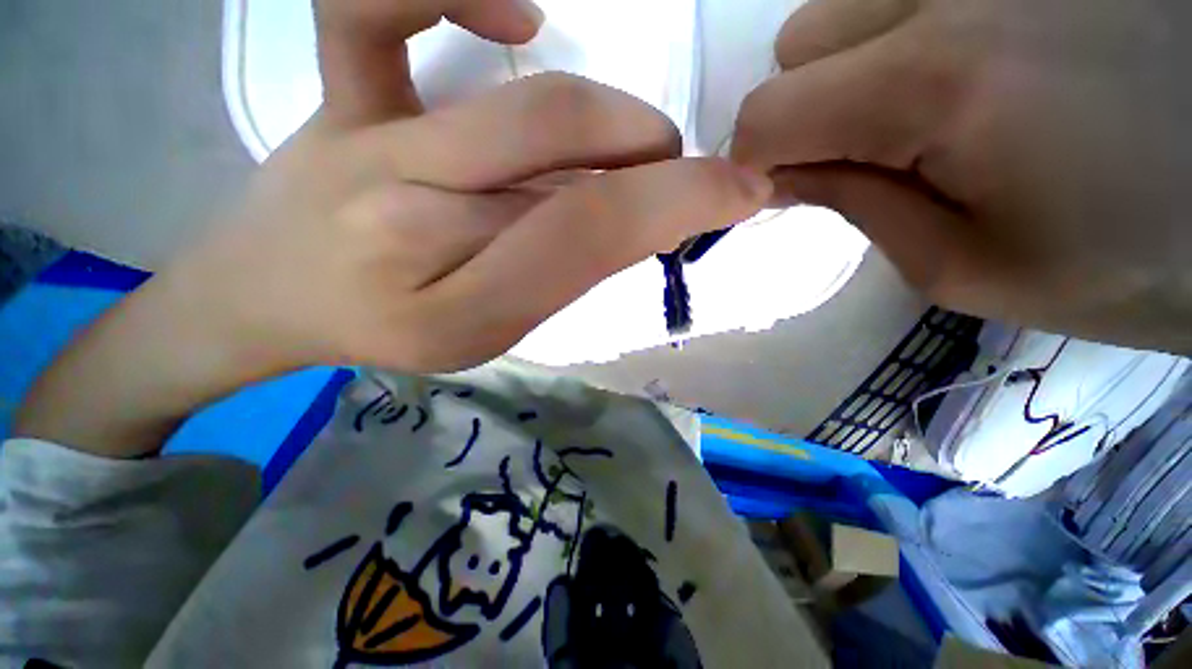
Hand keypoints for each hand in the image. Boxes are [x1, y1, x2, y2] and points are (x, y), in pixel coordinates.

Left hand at [15, 0, 769, 455]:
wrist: (275, 302)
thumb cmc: (393, 330)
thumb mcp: (491, 333)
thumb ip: (561, 278)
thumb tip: (630, 223)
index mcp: (464, 305)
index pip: (592, 238)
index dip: (680, 206)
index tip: (742, 192)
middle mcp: (422, 220)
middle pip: (574, 169)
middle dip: (658, 167)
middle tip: (684, 177)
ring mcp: (373, 145)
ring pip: (524, 106)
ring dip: (611, 117)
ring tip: (634, 142)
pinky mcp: (338, 96)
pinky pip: (377, 2)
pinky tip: (515, 19)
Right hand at [732, 0, 1191, 352]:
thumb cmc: (1131, 258)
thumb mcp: (966, 264)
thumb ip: (856, 209)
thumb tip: (786, 177)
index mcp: (936, 84)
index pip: (767, 114)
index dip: (753, 162)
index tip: (783, 193)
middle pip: (798, 42)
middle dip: (805, 106)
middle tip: (865, 151)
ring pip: (842, 4)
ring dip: (847, 67)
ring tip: (920, 110)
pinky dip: (896, 34)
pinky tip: (964, 68)